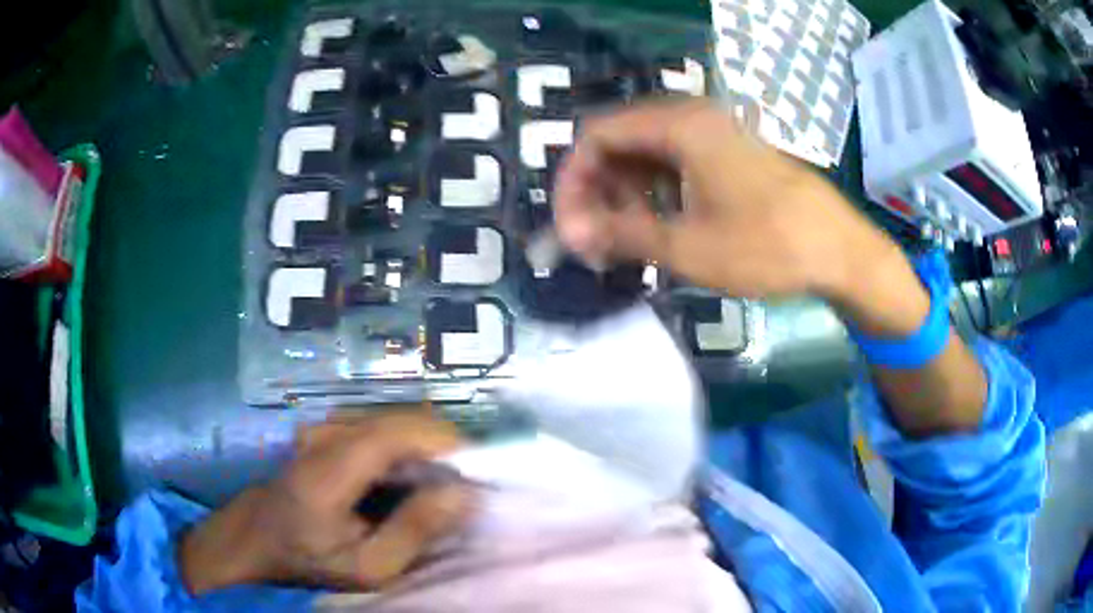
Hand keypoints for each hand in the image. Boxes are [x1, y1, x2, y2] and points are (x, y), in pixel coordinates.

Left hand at [178, 410, 472, 593]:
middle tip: (460, 488)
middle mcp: (327, 433)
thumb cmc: (310, 559)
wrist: (258, 537)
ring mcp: (326, 426)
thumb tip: (466, 493)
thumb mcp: (368, 566)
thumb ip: (415, 531)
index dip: (448, 443)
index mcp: (331, 469)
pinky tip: (403, 478)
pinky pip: (382, 425)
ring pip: (396, 419)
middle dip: (443, 448)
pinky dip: (406, 446)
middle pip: (404, 419)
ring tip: (434, 487)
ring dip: (426, 447)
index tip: (482, 472)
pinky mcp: (328, 428)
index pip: (399, 432)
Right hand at [553, 99, 918, 328]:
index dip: (574, 180)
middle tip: (593, 240)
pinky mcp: (730, 154)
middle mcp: (694, 117)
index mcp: (680, 125)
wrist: (842, 253)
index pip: (597, 135)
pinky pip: (676, 163)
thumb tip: (569, 232)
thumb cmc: (768, 247)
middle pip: (621, 141)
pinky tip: (656, 227)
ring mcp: (715, 134)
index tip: (570, 226)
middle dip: (598, 189)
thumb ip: (622, 233)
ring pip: (648, 154)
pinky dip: (655, 193)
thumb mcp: (689, 246)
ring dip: (625, 194)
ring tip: (621, 241)